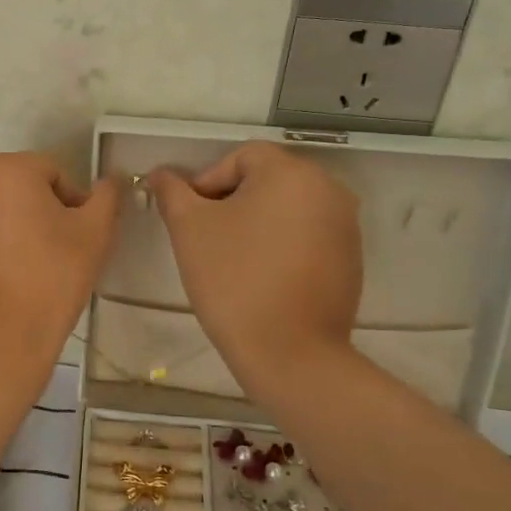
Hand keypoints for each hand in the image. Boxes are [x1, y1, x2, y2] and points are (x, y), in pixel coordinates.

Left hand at [0, 153, 120, 371]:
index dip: (73, 205)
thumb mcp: (94, 235)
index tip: (80, 240)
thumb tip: (112, 178)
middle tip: (56, 256)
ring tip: (26, 273)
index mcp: (6, 169)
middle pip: (17, 190)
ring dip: (10, 232)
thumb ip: (106, 197)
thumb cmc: (48, 280)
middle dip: (39, 215)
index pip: (52, 174)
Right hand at [149, 143, 361, 388]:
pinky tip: (262, 277)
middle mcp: (328, 189)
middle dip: (232, 202)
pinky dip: (282, 245)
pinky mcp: (351, 259)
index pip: (241, 157)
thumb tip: (159, 174)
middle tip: (206, 238)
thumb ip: (172, 192)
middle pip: (267, 180)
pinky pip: (308, 236)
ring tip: (232, 259)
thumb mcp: (189, 228)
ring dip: (257, 223)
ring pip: (288, 208)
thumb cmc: (234, 279)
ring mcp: (346, 226)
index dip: (208, 181)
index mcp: (292, 173)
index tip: (190, 217)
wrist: (290, 353)